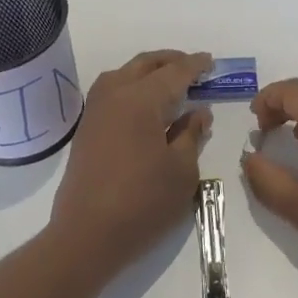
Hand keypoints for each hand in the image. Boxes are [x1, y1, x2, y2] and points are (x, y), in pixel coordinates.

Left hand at [48, 50, 212, 280]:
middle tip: (193, 69)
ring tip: (171, 84)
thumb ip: (191, 134)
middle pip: (145, 64)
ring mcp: (96, 110)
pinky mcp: (87, 128)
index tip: (210, 62)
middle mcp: (114, 94)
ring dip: (149, 72)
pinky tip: (147, 106)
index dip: (195, 66)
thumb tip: (199, 112)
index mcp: (140, 99)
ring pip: (125, 74)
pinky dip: (133, 87)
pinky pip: (113, 91)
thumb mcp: (182, 171)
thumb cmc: (142, 203)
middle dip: (171, 61)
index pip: (174, 72)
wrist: (86, 236)